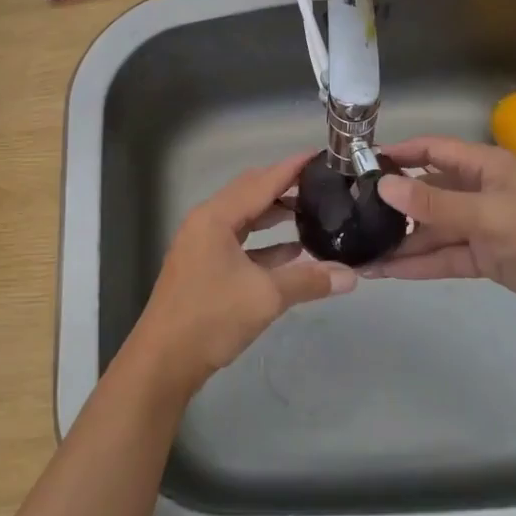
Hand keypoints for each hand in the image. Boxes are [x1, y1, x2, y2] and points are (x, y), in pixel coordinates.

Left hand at [125, 151, 355, 400]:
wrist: (164, 360)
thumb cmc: (211, 317)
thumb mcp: (265, 297)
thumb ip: (308, 280)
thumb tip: (350, 275)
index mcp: (215, 217)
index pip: (260, 182)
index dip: (290, 168)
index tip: (319, 156)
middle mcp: (206, 223)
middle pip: (250, 195)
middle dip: (284, 188)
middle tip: (320, 183)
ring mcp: (203, 246)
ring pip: (245, 220)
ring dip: (275, 216)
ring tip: (312, 211)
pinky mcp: (205, 268)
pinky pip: (240, 244)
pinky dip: (265, 244)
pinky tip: (293, 250)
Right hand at [370, 136, 515, 322]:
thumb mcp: (487, 215)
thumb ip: (434, 203)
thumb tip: (382, 186)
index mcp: (481, 167)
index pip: (430, 150)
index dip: (397, 153)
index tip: (358, 164)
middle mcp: (475, 191)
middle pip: (424, 192)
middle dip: (390, 204)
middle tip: (348, 214)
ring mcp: (478, 226)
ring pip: (429, 229)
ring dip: (398, 240)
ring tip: (357, 251)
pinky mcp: (482, 257)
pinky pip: (441, 256)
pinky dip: (416, 264)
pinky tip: (384, 272)